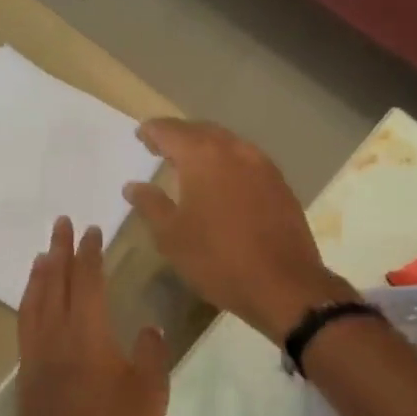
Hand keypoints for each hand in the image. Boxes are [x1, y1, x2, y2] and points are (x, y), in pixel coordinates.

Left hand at [16, 217, 170, 415]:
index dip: (89, 254)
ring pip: (33, 307)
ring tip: (41, 256)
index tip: (91, 229)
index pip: (88, 283)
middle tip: (60, 224)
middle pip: (54, 286)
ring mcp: (37, 363)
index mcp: (88, 338)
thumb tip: (148, 327)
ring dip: (38, 276)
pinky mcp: (28, 385)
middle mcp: (56, 342)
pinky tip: (34, 309)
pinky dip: (28, 306)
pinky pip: (25, 330)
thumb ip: (151, 357)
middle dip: (58, 251)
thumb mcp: (150, 398)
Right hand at [124, 119, 352, 341]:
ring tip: (190, 163)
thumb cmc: (218, 260)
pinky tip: (223, 182)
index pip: (171, 131)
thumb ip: (151, 205)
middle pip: (202, 131)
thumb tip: (133, 185)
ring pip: (229, 145)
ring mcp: (263, 166)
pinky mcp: (281, 185)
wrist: (283, 284)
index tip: (140, 134)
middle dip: (180, 135)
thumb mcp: (172, 237)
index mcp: (204, 157)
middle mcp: (235, 151)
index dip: (153, 131)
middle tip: (162, 145)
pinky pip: (248, 162)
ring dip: (207, 148)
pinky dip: (229, 164)